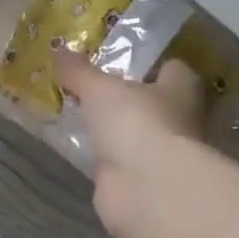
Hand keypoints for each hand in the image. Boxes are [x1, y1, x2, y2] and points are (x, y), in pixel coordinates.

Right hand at [56, 53, 206, 237]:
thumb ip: (79, 71)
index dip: (148, 64)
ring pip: (135, 134)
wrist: (147, 189)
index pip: (172, 69)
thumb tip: (57, 49)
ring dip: (115, 130)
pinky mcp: (141, 182)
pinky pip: (119, 161)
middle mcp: (179, 120)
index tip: (118, 61)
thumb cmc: (136, 122)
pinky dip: (104, 157)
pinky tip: (79, 148)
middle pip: (153, 103)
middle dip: (127, 99)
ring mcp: (161, 154)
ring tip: (78, 115)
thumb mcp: (99, 88)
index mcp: (181, 88)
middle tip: (89, 88)